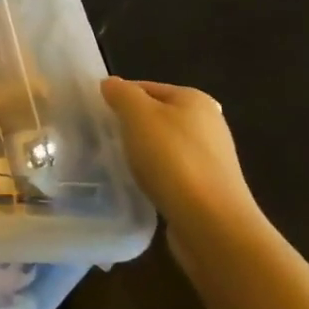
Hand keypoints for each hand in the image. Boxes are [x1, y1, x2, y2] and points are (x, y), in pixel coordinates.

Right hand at [100, 78, 266, 259]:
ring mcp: (210, 157)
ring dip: (140, 153)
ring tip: (118, 165)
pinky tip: (140, 186)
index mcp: (194, 99)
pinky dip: (153, 175)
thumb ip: (121, 93)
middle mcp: (208, 123)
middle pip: (154, 116)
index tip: (96, 118)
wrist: (212, 223)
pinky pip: (170, 171)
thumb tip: (111, 84)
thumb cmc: (173, 159)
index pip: (145, 87)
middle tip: (103, 141)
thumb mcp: (138, 116)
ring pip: (161, 145)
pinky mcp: (207, 186)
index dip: (118, 99)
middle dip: (128, 127)